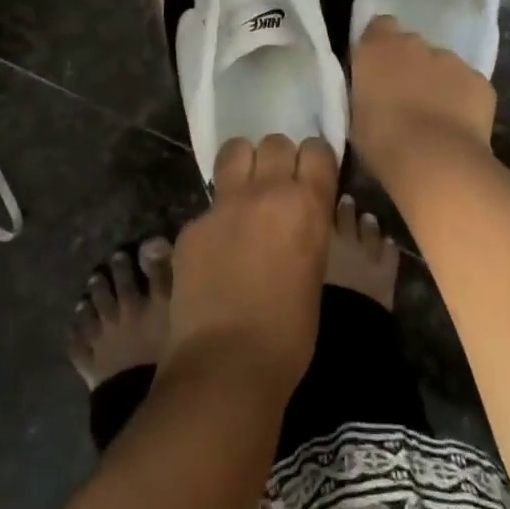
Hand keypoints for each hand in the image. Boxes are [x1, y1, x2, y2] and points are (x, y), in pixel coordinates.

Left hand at [163, 135, 338, 395]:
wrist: (227, 365)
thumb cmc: (289, 335)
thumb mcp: (316, 272)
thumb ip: (307, 230)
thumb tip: (298, 216)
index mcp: (306, 206)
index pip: (317, 150)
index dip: (315, 161)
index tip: (311, 175)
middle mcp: (266, 192)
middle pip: (275, 143)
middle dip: (278, 159)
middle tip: (276, 186)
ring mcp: (224, 205)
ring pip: (236, 150)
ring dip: (244, 164)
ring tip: (243, 191)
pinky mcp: (192, 223)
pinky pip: (210, 202)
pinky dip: (217, 215)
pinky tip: (216, 247)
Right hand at [350, 16, 496, 177]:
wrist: (436, 162)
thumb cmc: (382, 142)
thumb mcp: (356, 116)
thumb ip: (366, 93)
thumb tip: (374, 94)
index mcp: (377, 49)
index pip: (379, 26)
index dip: (380, 45)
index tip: (378, 69)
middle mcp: (414, 44)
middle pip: (412, 45)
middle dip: (409, 64)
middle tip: (405, 97)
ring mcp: (451, 60)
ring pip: (442, 64)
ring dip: (437, 82)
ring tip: (435, 117)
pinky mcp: (479, 81)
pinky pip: (467, 85)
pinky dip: (463, 99)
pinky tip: (458, 126)